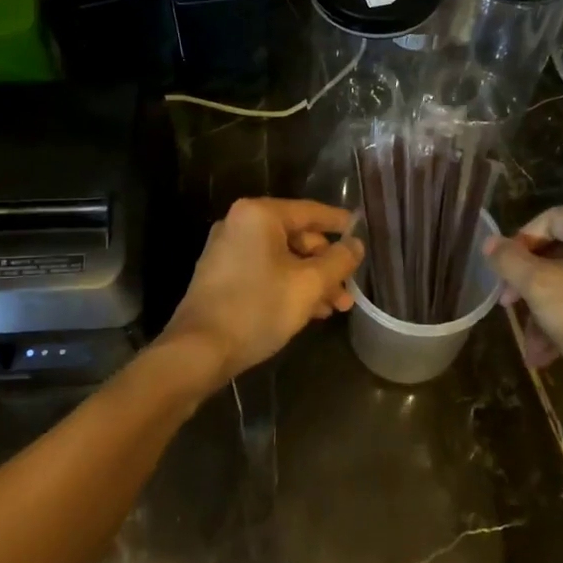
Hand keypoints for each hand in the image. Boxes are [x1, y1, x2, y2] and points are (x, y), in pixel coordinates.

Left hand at [161, 198, 365, 382]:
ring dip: (311, 280)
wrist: (199, 350)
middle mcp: (239, 224)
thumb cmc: (258, 308)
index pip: (311, 212)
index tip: (362, 234)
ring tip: (336, 307)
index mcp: (259, 215)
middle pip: (297, 237)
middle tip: (349, 289)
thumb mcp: (309, 285)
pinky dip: (288, 286)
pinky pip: (265, 271)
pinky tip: (309, 311)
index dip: (341, 224)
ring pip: (282, 259)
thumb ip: (339, 261)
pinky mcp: (221, 276)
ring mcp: (227, 250)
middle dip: (326, 264)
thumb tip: (356, 244)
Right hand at [485, 206, 562, 406]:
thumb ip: (511, 262)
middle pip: (556, 252)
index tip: (504, 270)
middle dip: (527, 284)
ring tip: (530, 347)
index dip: (520, 240)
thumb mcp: (541, 289)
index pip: (549, 218)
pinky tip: (547, 354)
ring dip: (542, 312)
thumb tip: (490, 242)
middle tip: (508, 305)